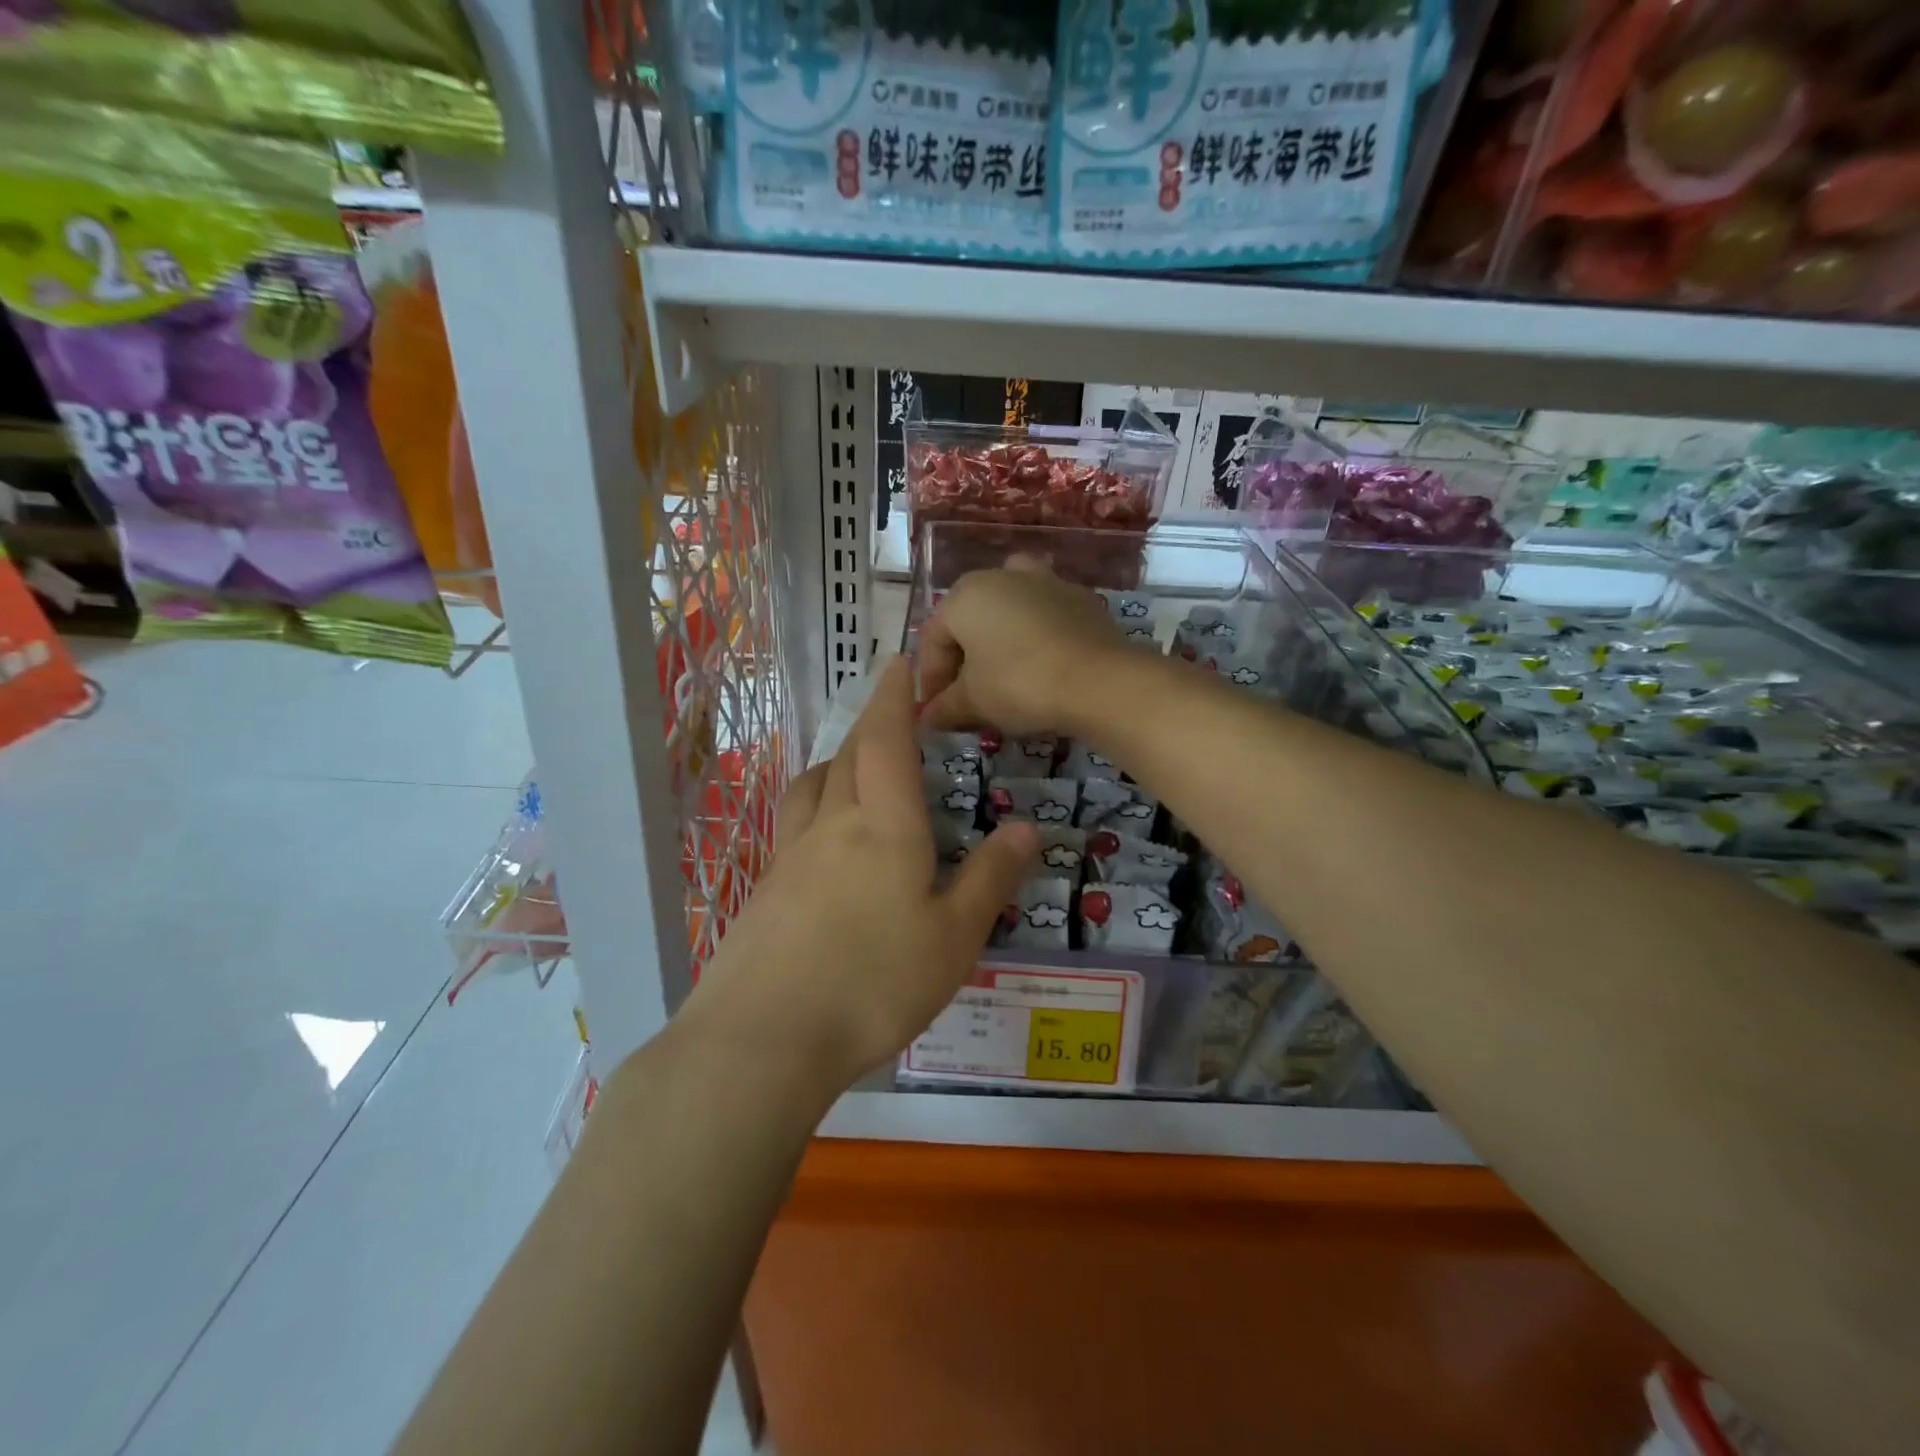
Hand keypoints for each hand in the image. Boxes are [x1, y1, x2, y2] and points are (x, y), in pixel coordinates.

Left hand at [679, 658, 1039, 1096]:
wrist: (764, 1037)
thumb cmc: (874, 982)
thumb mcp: (954, 936)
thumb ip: (990, 878)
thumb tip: (1025, 826)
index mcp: (884, 824)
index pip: (886, 740)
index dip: (893, 697)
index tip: (898, 663)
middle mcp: (832, 825)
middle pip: (847, 756)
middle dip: (869, 727)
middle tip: (891, 720)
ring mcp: (790, 856)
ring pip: (813, 788)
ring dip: (837, 765)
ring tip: (856, 772)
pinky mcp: (765, 890)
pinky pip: (795, 827)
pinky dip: (816, 810)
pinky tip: (826, 846)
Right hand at [918, 558, 1136, 737]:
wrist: (1099, 681)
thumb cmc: (1020, 684)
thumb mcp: (972, 702)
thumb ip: (944, 708)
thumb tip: (928, 718)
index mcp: (965, 594)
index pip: (933, 639)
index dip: (930, 680)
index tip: (937, 713)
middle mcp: (1002, 576)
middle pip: (970, 620)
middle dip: (964, 660)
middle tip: (967, 699)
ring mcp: (1046, 582)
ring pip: (1010, 611)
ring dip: (1000, 640)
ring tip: (1004, 675)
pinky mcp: (1081, 599)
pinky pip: (1045, 618)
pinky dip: (1035, 639)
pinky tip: (1042, 669)